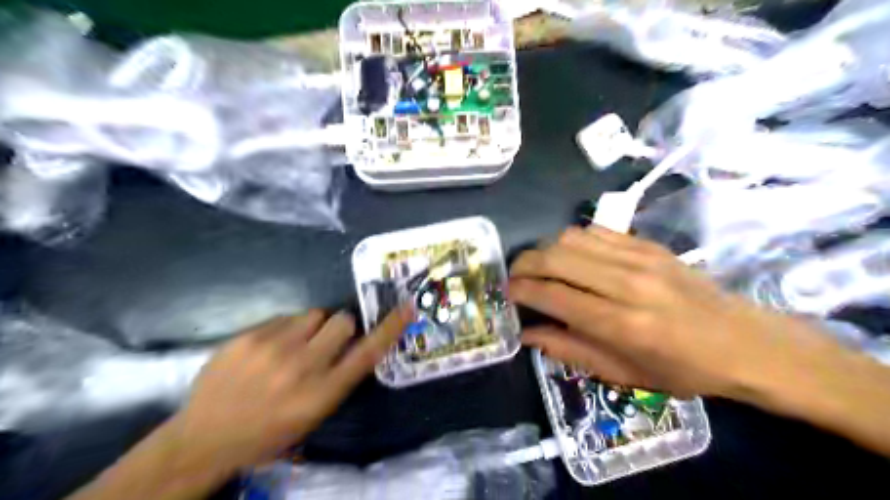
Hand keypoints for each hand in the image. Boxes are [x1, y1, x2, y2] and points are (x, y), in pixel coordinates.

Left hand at [163, 307, 410, 474]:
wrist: (204, 439)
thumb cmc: (268, 434)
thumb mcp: (314, 416)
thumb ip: (338, 378)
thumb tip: (355, 343)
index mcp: (322, 393)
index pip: (367, 353)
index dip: (390, 328)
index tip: (407, 308)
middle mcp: (301, 366)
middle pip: (342, 321)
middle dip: (340, 328)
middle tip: (325, 342)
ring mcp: (272, 348)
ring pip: (314, 314)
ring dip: (312, 327)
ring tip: (293, 346)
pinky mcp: (248, 337)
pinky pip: (284, 317)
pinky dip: (285, 329)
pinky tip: (267, 350)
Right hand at [507, 227, 847, 402]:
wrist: (744, 342)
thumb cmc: (683, 370)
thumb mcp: (624, 375)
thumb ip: (570, 350)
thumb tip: (529, 334)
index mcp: (622, 324)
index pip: (554, 296)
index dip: (522, 291)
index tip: (508, 294)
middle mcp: (627, 284)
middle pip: (556, 258)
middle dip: (524, 265)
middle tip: (515, 277)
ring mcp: (639, 258)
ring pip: (571, 238)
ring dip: (545, 250)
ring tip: (540, 267)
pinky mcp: (648, 244)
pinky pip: (595, 231)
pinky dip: (572, 242)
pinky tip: (571, 257)